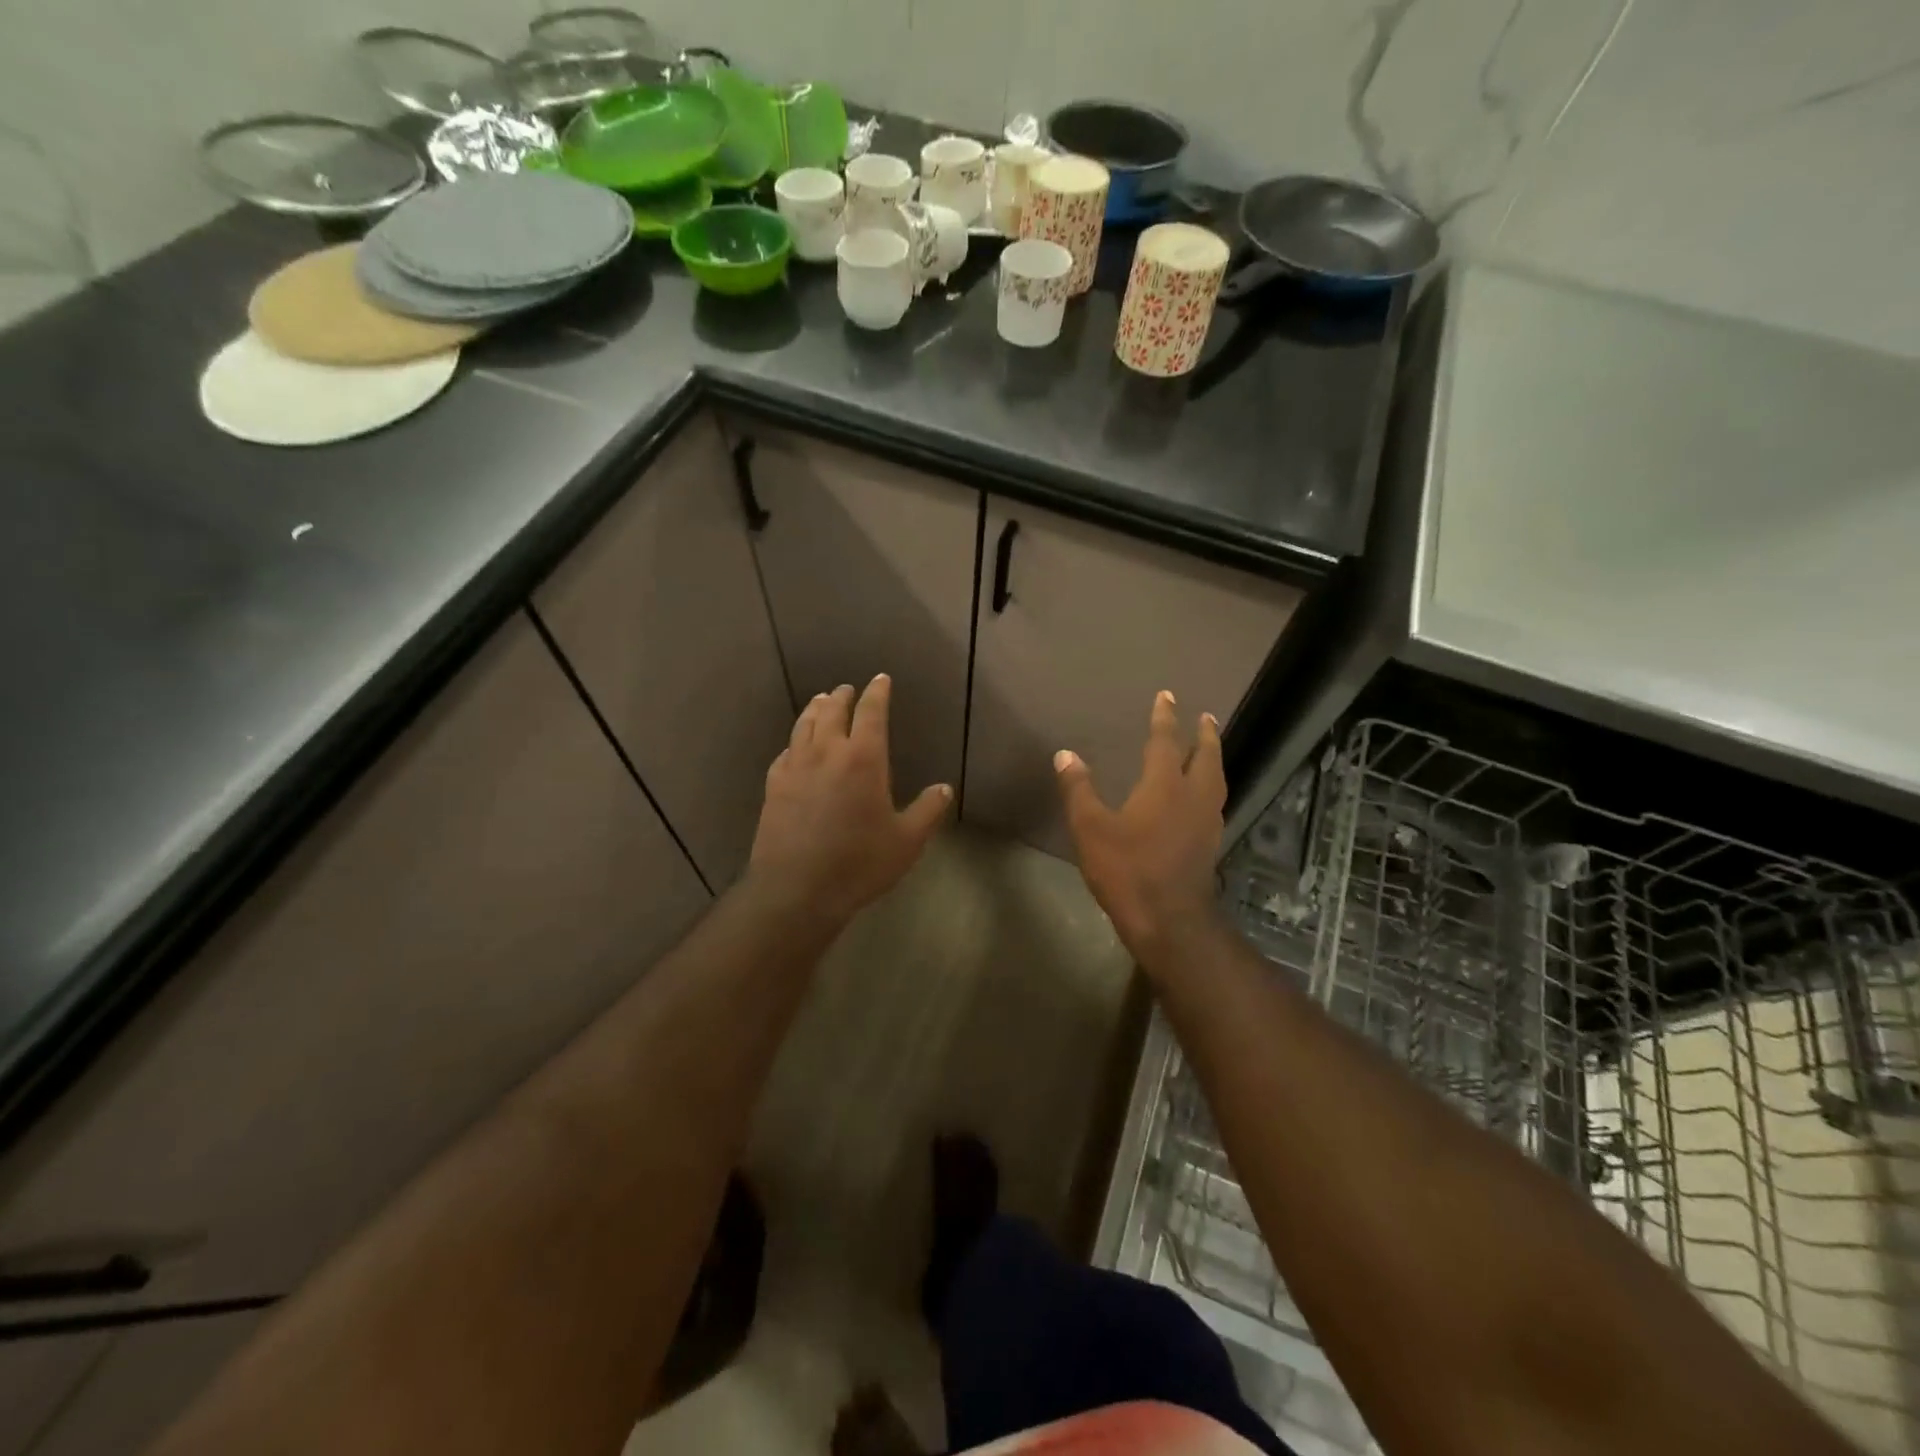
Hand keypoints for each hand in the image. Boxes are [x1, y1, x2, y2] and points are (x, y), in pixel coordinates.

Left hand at [748, 674, 950, 931]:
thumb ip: (928, 811)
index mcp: (863, 759)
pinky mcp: (774, 786)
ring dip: (815, 709)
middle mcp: (827, 753)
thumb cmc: (859, 863)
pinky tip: (795, 746)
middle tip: (847, 690)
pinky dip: (794, 741)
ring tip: (820, 702)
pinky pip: (785, 752)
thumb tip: (944, 789)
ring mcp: (795, 768)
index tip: (880, 680)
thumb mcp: (906, 841)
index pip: (871, 713)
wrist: (797, 889)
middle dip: (842, 696)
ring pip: (804, 725)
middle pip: (832, 711)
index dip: (877, 693)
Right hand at [1055, 691, 1224, 968]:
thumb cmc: (1127, 870)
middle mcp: (1192, 797)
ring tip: (1211, 751)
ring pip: (1216, 781)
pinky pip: (1216, 803)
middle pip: (1205, 757)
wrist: (1169, 921)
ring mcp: (1207, 823)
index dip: (1165, 717)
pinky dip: (1212, 788)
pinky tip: (1204, 799)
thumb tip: (1065, 755)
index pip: (1165, 742)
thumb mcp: (1091, 828)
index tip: (1168, 696)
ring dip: (1214, 759)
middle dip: (1205, 734)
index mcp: (1164, 786)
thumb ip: (1078, 789)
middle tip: (1206, 717)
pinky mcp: (1210, 845)